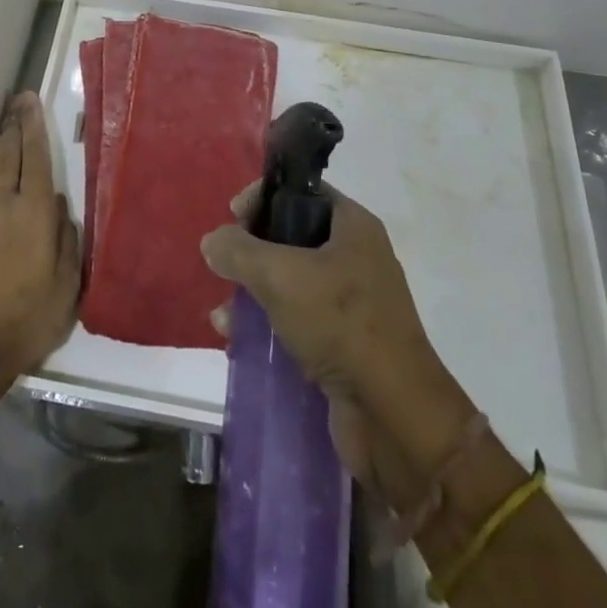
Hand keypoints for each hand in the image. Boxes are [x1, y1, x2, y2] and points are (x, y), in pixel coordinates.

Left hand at [0, 93, 80, 395]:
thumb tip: (60, 207)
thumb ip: (66, 240)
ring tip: (4, 132)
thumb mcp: (67, 286)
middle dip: (13, 125)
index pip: (35, 157)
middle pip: (6, 154)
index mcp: (33, 212)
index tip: (30, 100)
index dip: (34, 126)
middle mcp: (0, 203)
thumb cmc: (27, 320)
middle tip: (16, 102)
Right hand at [202, 184, 471, 502]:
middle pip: (291, 236)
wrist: (394, 416)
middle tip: (226, 266)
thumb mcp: (280, 275)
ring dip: (255, 291)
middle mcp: (356, 256)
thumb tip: (212, 241)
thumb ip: (239, 250)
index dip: (263, 197)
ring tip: (225, 314)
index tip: (233, 217)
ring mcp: (353, 303)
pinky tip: (239, 338)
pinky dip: (269, 323)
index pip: (301, 191)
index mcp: (353, 226)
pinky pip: (298, 319)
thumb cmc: (340, 324)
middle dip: (253, 251)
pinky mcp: (345, 344)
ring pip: (291, 280)